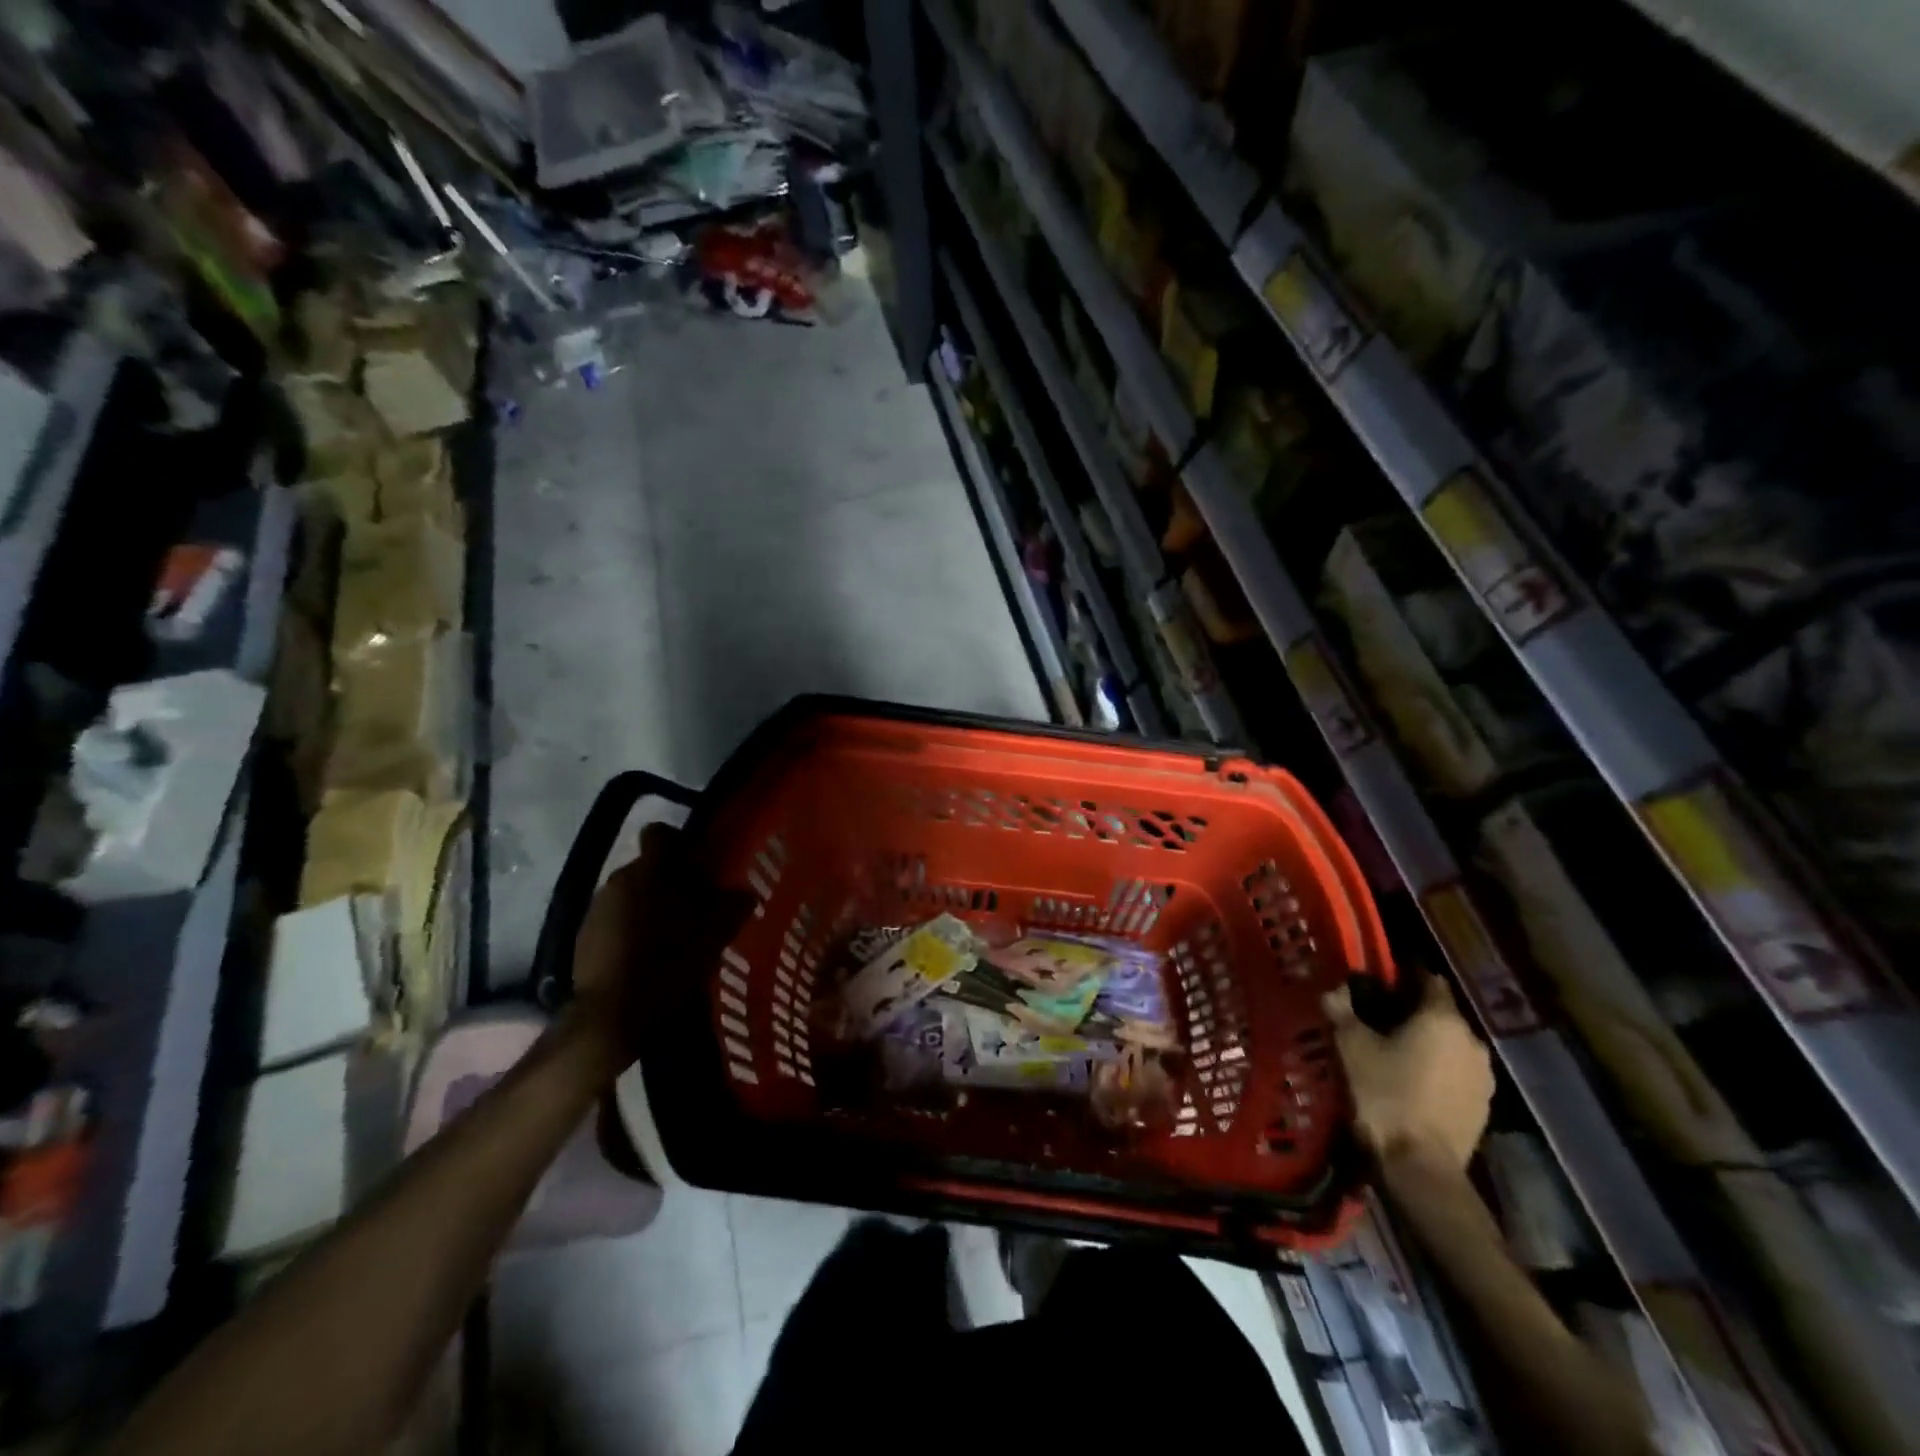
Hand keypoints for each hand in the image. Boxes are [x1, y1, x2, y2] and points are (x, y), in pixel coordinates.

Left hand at [567, 823, 754, 1082]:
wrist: (610, 1016)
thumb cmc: (668, 964)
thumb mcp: (714, 935)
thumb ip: (732, 905)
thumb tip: (744, 892)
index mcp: (649, 871)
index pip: (661, 833)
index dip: (681, 844)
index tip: (699, 867)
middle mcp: (618, 879)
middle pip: (648, 867)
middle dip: (670, 882)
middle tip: (696, 908)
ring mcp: (597, 908)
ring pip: (631, 893)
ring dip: (650, 906)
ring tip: (672, 936)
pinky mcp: (584, 936)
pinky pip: (615, 919)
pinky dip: (631, 929)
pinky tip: (647, 957)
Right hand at [1323, 971, 1493, 1170]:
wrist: (1420, 1168)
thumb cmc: (1384, 1095)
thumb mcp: (1351, 1046)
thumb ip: (1342, 1010)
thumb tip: (1334, 989)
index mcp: (1442, 1018)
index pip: (1429, 979)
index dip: (1403, 975)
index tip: (1378, 980)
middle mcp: (1472, 1040)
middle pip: (1440, 1013)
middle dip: (1412, 1012)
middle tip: (1377, 1017)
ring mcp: (1483, 1077)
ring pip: (1450, 1045)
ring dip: (1427, 1043)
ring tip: (1393, 1051)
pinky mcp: (1484, 1107)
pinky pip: (1456, 1073)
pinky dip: (1436, 1070)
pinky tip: (1411, 1081)